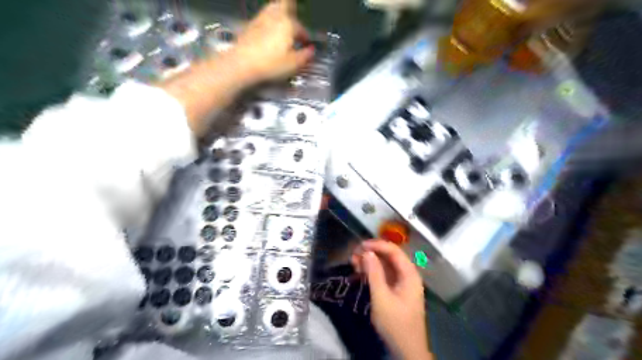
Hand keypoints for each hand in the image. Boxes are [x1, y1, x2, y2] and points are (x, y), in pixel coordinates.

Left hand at [230, 0, 315, 84]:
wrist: (242, 64)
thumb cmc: (270, 64)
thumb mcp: (293, 64)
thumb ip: (305, 56)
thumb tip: (311, 51)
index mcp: (288, 25)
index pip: (301, 29)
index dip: (305, 38)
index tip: (307, 46)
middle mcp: (275, 17)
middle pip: (284, 5)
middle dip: (291, 8)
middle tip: (293, 11)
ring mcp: (260, 20)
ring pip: (272, 9)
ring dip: (279, 11)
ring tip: (282, 19)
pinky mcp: (249, 26)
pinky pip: (262, 18)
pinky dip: (268, 21)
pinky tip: (269, 31)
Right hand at [351, 239, 435, 359]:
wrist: (406, 350)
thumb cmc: (395, 324)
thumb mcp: (382, 298)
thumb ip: (374, 274)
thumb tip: (366, 252)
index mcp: (409, 274)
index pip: (394, 251)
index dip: (377, 245)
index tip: (360, 245)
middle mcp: (407, 275)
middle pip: (389, 257)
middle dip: (371, 254)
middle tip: (353, 255)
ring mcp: (402, 284)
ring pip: (385, 266)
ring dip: (370, 263)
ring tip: (353, 262)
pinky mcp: (396, 291)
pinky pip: (383, 276)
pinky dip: (372, 273)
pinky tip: (359, 273)